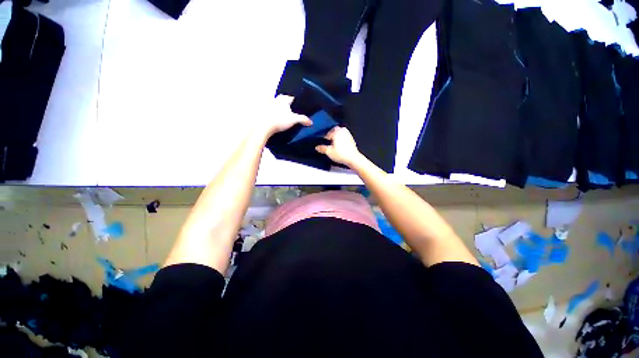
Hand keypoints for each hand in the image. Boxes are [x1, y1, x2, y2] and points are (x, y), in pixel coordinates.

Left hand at [261, 95, 311, 136]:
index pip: (291, 98)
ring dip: (278, 109)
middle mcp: (275, 100)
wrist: (264, 126)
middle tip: (290, 111)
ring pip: (275, 105)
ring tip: (283, 117)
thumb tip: (310, 122)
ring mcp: (268, 106)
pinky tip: (275, 120)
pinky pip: (269, 112)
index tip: (298, 106)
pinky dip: (273, 115)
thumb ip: (303, 119)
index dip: (296, 102)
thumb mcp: (294, 120)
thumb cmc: (279, 120)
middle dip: (286, 105)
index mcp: (283, 100)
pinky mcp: (263, 113)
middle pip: (282, 100)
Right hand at [315, 127, 362, 166]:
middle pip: (335, 131)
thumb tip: (318, 147)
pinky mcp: (351, 140)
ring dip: (337, 137)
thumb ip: (322, 148)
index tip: (323, 141)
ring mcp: (348, 135)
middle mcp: (343, 131)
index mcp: (337, 132)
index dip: (325, 137)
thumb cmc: (342, 154)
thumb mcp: (329, 152)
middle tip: (328, 141)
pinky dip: (341, 140)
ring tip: (333, 144)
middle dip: (331, 135)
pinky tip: (339, 147)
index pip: (328, 132)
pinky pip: (344, 138)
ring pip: (340, 134)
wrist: (353, 159)